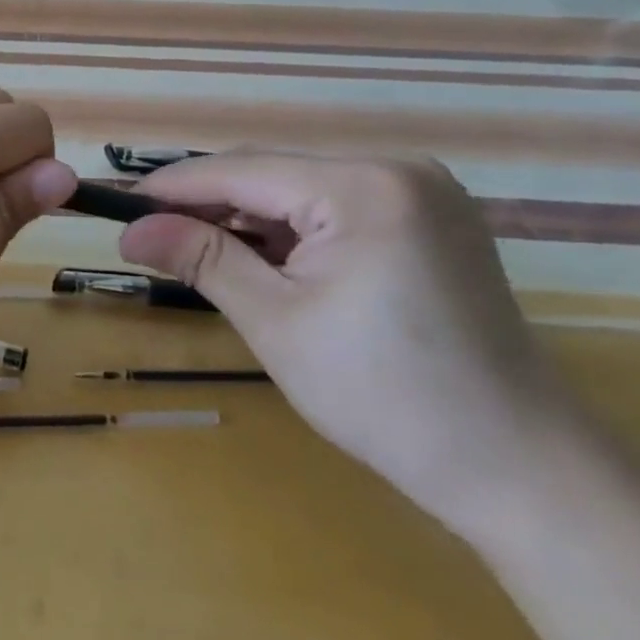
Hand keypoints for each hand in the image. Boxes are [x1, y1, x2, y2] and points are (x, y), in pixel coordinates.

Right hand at [118, 152, 581, 534]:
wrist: (520, 470)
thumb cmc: (386, 398)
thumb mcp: (276, 323)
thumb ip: (201, 259)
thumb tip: (130, 230)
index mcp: (365, 187)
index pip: (242, 169)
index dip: (174, 187)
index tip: (119, 204)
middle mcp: (397, 170)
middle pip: (272, 174)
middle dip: (209, 205)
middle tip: (150, 234)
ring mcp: (421, 193)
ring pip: (301, 190)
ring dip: (247, 219)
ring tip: (195, 250)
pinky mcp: (430, 220)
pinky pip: (335, 208)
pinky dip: (290, 231)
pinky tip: (261, 260)